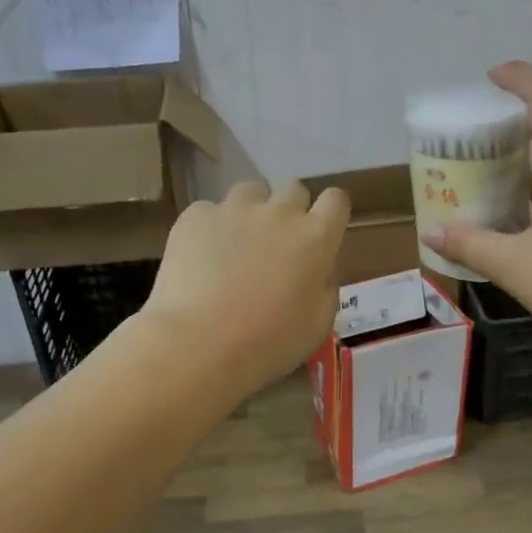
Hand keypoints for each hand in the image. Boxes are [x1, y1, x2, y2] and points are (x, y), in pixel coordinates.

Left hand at [142, 179, 351, 395]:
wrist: (197, 343)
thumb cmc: (267, 343)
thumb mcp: (318, 325)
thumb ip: (326, 287)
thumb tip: (320, 270)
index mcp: (316, 237)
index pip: (336, 200)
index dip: (330, 213)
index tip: (321, 232)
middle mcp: (279, 212)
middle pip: (294, 188)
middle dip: (290, 209)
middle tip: (278, 243)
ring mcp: (234, 209)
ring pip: (250, 191)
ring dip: (251, 211)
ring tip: (237, 243)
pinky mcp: (195, 216)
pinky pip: (209, 211)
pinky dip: (210, 228)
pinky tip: (200, 257)